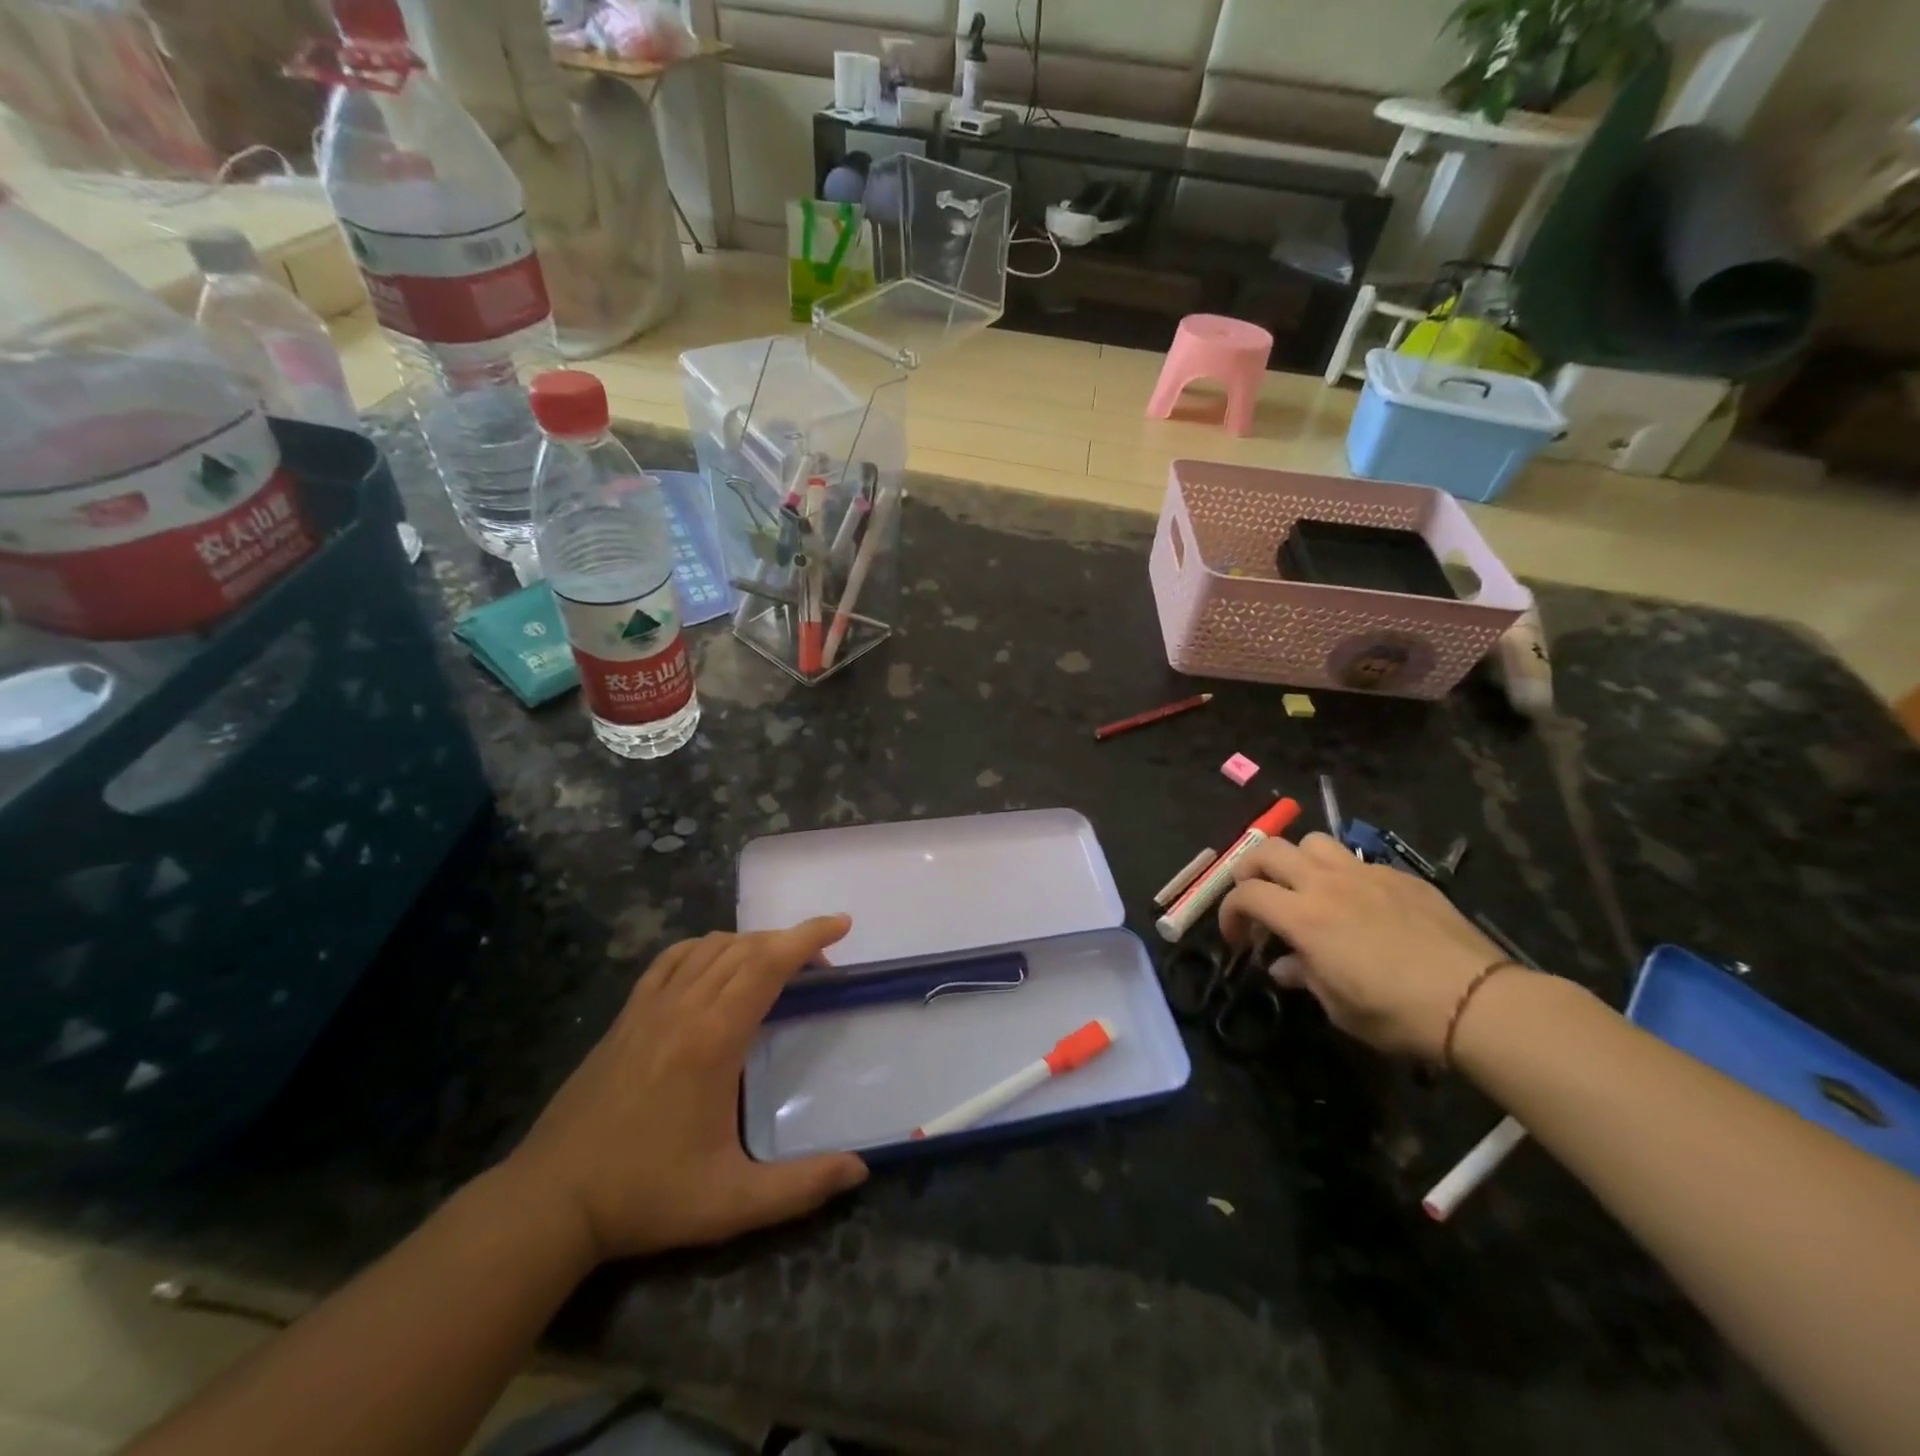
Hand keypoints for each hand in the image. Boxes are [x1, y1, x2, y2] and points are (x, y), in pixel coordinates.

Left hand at [506, 916, 867, 1262]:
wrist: (550, 1200)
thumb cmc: (646, 1195)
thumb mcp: (731, 1203)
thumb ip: (800, 1186)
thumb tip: (859, 1169)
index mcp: (713, 1038)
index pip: (768, 964)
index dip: (808, 936)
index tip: (841, 924)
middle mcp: (683, 1007)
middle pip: (745, 948)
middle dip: (789, 942)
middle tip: (820, 966)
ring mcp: (649, 1007)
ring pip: (709, 947)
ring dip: (751, 944)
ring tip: (776, 967)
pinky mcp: (627, 1015)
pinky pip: (672, 959)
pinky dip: (705, 948)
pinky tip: (714, 966)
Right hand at [1218, 834, 1505, 1059]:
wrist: (1477, 1001)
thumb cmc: (1397, 1013)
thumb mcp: (1338, 1006)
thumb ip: (1303, 976)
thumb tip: (1284, 966)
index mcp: (1303, 916)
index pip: (1245, 894)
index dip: (1230, 913)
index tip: (1238, 939)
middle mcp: (1326, 883)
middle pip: (1268, 849)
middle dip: (1250, 870)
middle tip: (1257, 898)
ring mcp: (1366, 873)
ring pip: (1313, 842)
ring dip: (1297, 861)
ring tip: (1305, 889)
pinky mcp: (1401, 876)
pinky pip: (1358, 861)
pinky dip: (1343, 876)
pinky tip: (1360, 906)